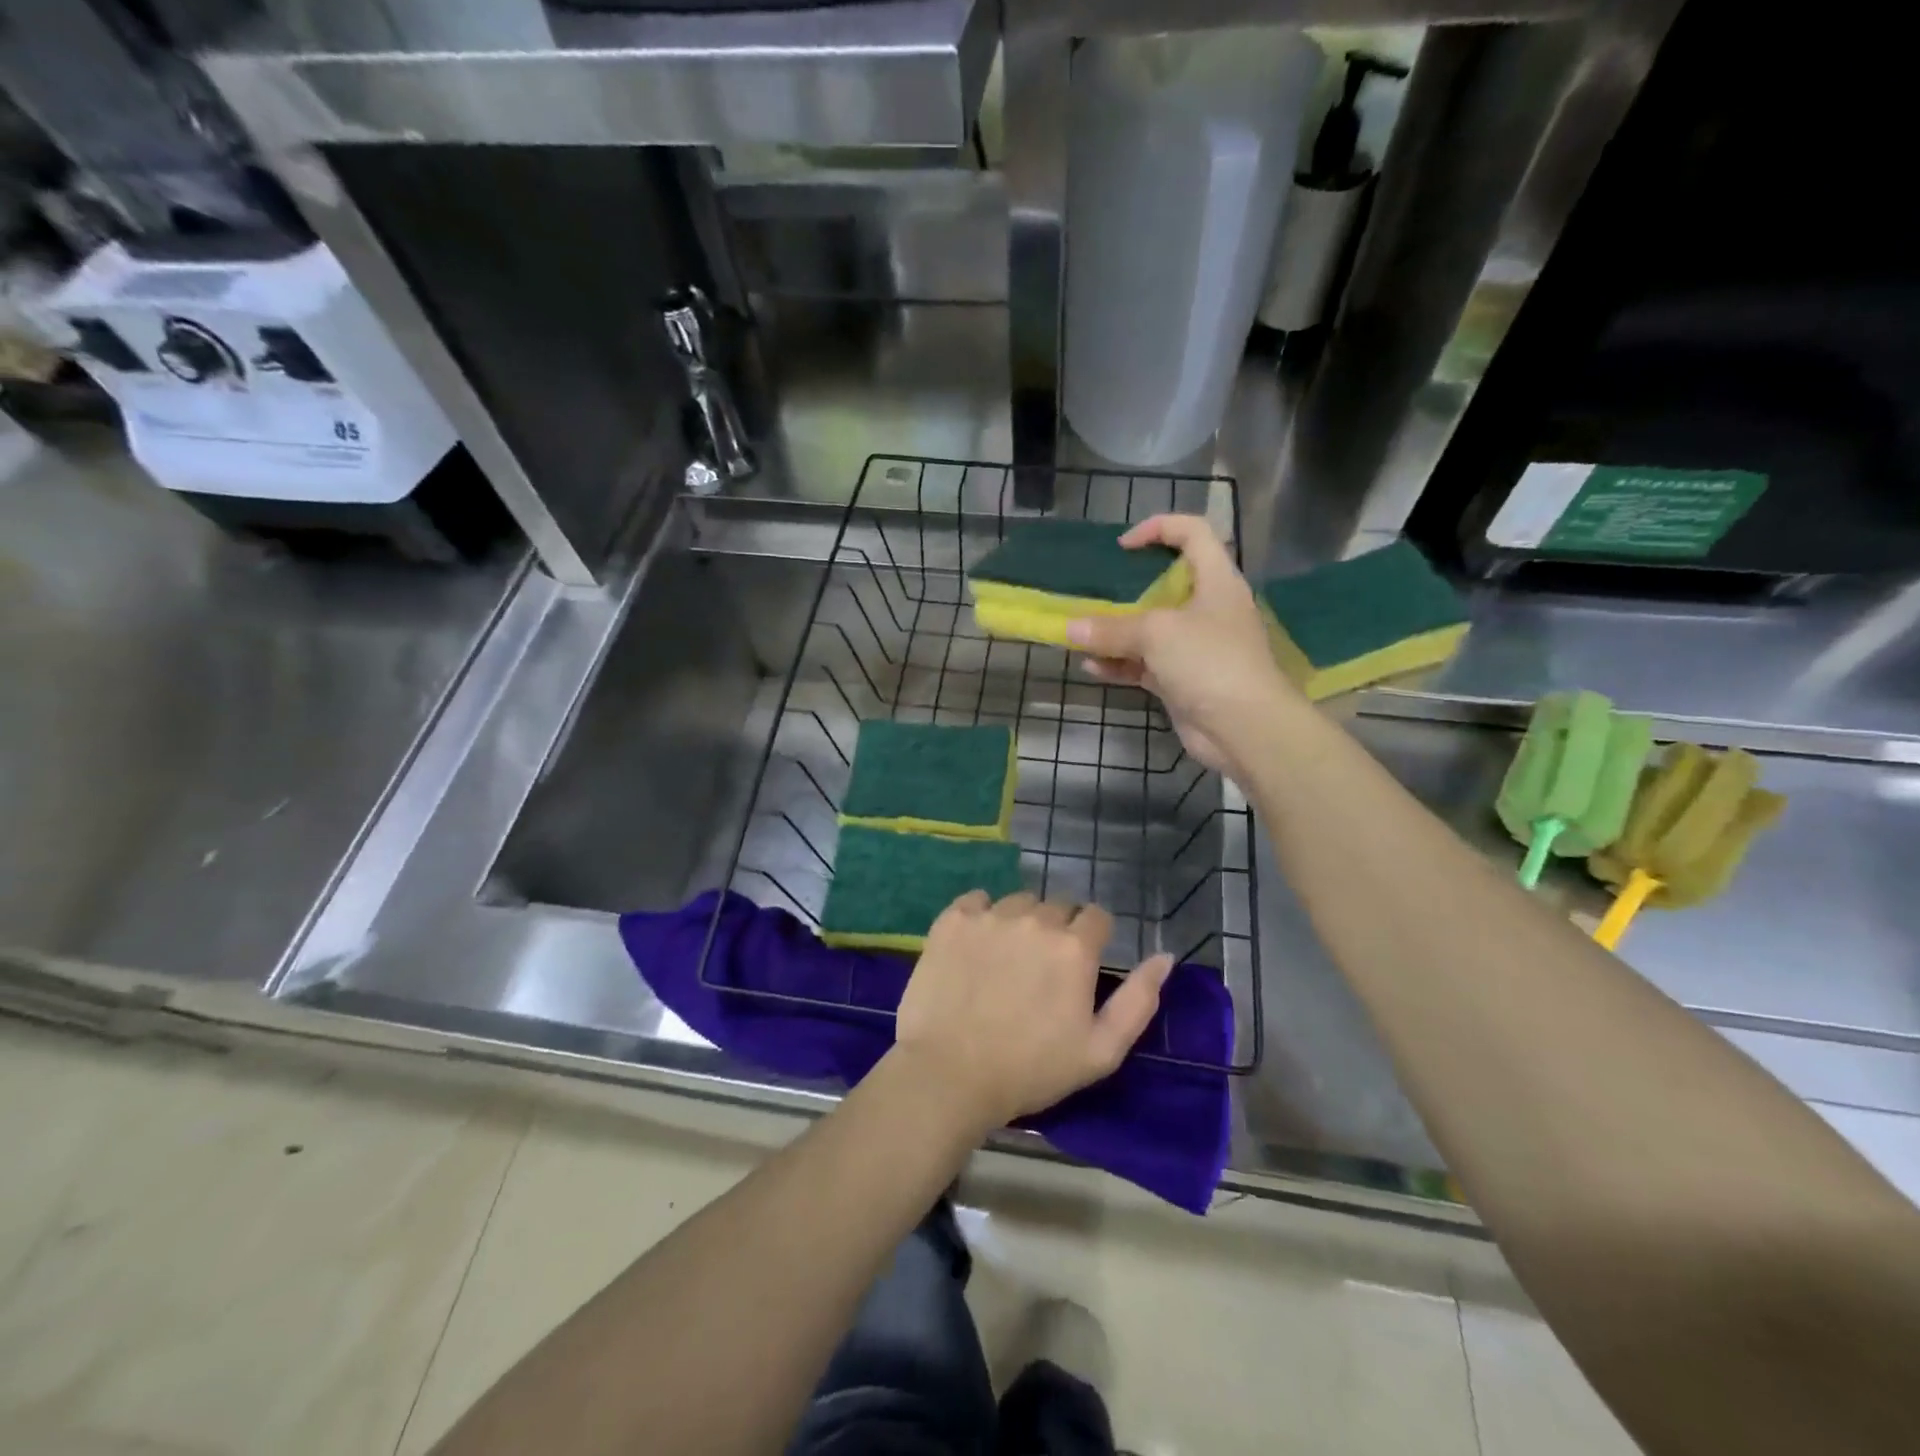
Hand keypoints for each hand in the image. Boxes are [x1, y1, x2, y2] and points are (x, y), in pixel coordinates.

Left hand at [893, 892, 1174, 1131]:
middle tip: (1042, 970)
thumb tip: (1165, 956)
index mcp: (1074, 947)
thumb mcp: (1102, 1050)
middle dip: (1057, 931)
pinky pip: (976, 901)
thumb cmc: (1031, 1070)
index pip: (1096, 916)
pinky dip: (980, 915)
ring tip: (1007, 960)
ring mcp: (990, 916)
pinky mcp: (951, 920)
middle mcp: (1034, 919)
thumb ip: (1139, 1000)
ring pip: (1017, 902)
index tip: (1079, 966)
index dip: (1092, 939)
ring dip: (1020, 922)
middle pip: (1057, 907)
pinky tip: (976, 946)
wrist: (950, 1075)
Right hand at [1066, 515, 1296, 776]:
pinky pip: (1144, 665)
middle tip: (1096, 590)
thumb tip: (1069, 628)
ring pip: (1150, 630)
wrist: (1244, 727)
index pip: (1194, 533)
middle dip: (1128, 588)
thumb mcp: (1157, 633)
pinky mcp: (1182, 680)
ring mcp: (1195, 647)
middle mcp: (1208, 609)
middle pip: (1166, 585)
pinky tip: (1091, 667)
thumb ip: (1111, 628)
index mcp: (1216, 581)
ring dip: (1116, 633)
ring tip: (1081, 634)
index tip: (1123, 547)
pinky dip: (1120, 664)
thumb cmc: (1209, 660)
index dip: (1160, 528)